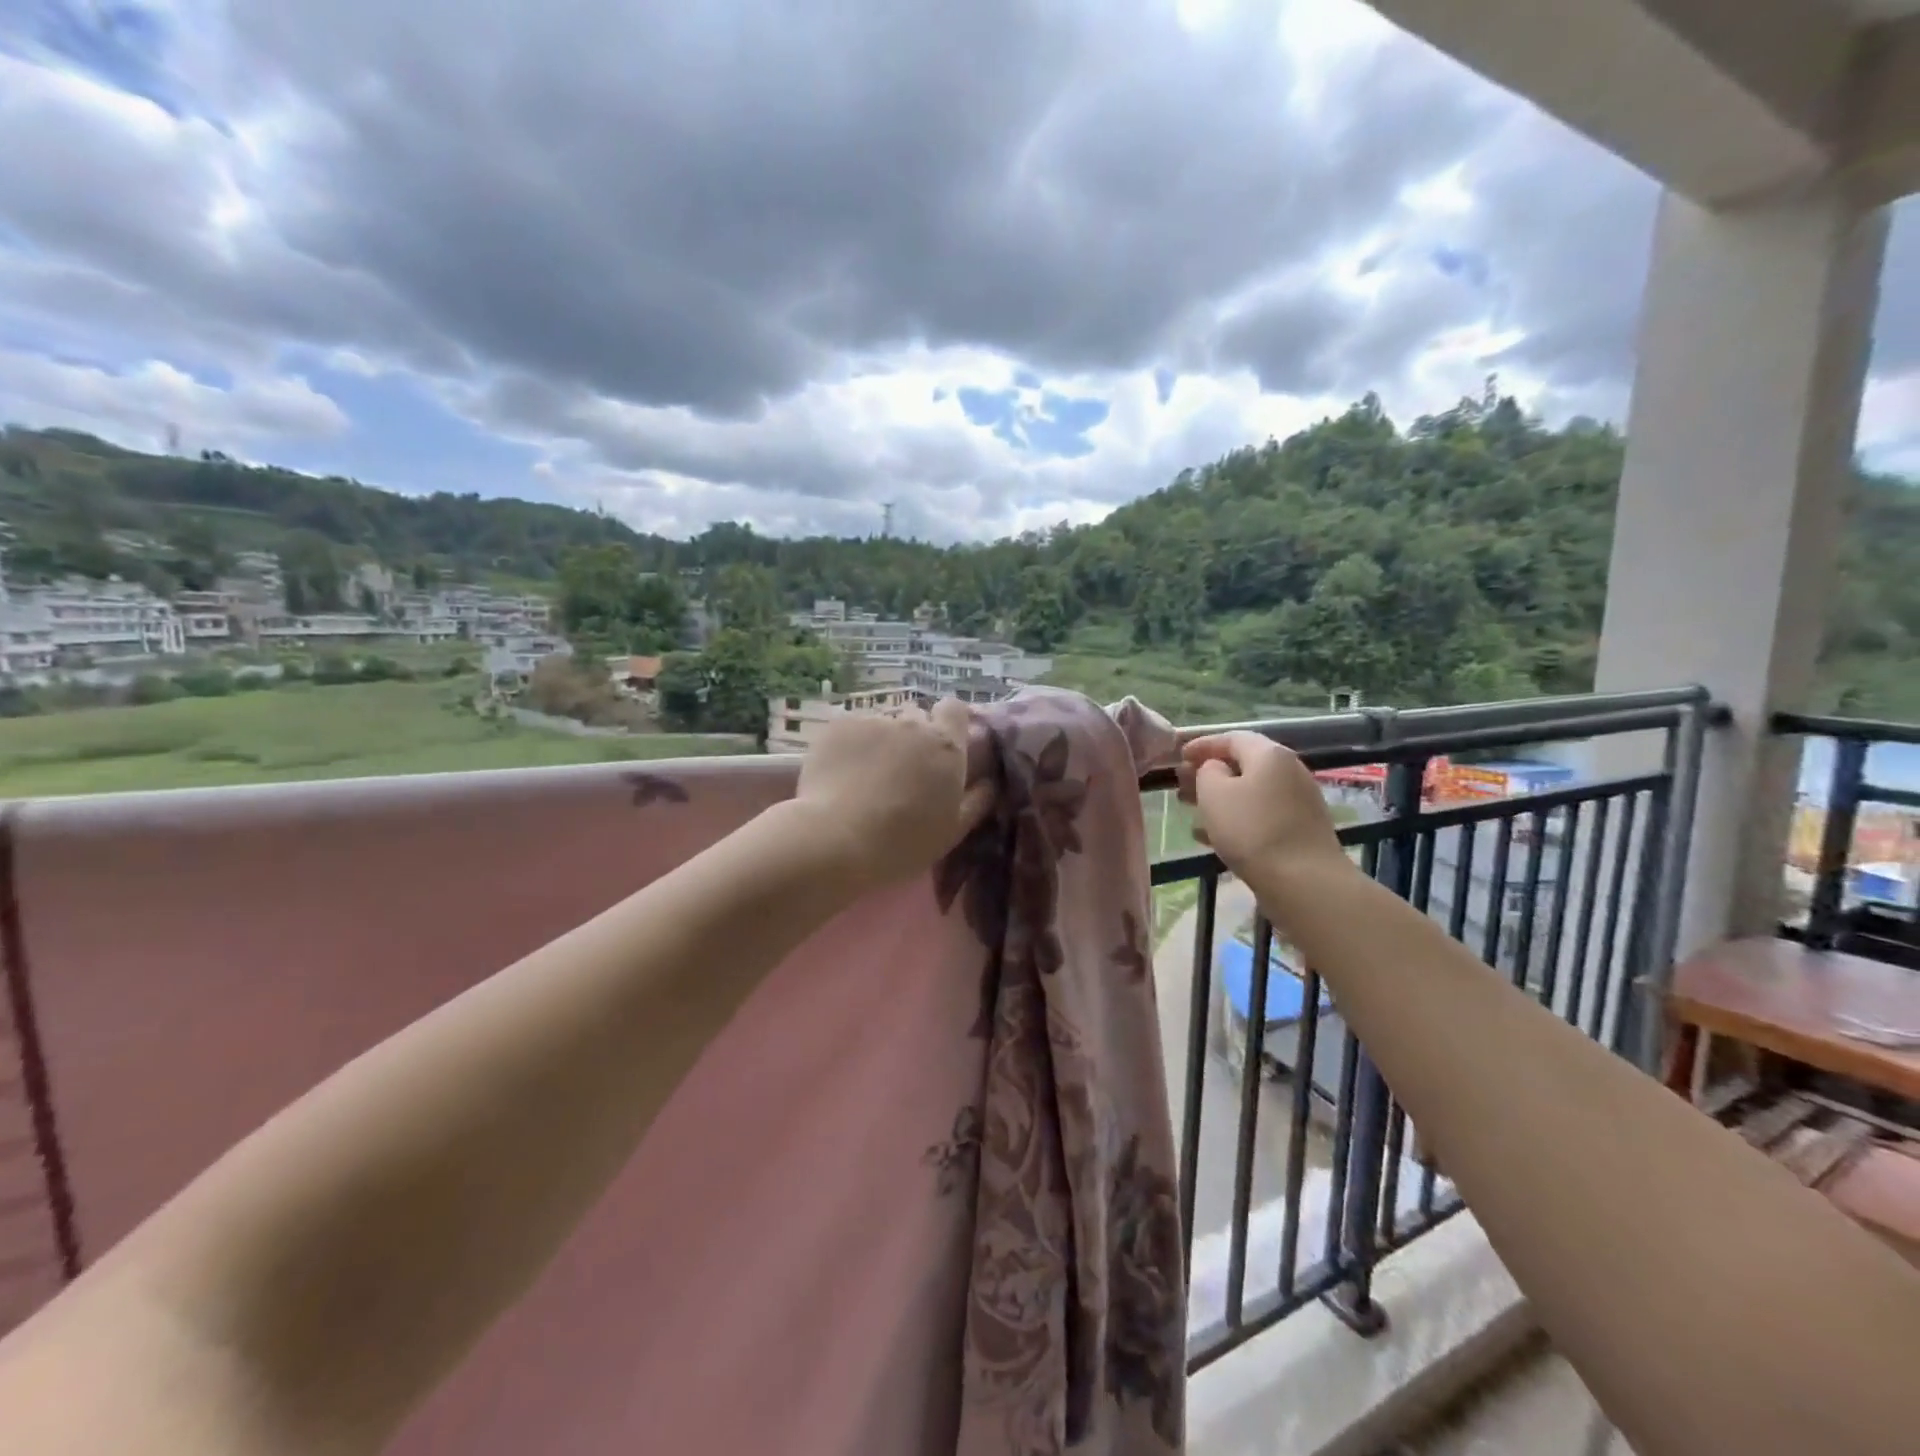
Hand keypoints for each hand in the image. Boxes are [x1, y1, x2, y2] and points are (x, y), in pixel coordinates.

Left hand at [796, 699, 994, 890]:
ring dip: (879, 742)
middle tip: (900, 772)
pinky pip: (850, 729)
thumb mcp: (952, 831)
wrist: (837, 840)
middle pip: (916, 717)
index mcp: (947, 746)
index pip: (955, 708)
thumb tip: (989, 782)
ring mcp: (873, 721)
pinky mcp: (838, 726)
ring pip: (881, 724)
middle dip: (912, 738)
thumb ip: (976, 800)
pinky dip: (849, 746)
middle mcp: (913, 724)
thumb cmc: (903, 844)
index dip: (948, 723)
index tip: (940, 747)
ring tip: (864, 777)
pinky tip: (839, 774)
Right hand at [1175, 732, 1351, 889]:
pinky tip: (1212, 838)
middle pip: (1243, 765)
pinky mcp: (1300, 830)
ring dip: (1220, 799)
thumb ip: (1207, 771)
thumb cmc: (1251, 830)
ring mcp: (1298, 802)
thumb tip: (1215, 769)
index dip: (1202, 745)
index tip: (1178, 757)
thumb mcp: (1214, 793)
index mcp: (1269, 755)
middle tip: (1182, 787)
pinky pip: (1261, 815)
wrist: (1304, 882)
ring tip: (1193, 812)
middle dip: (1209, 774)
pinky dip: (1236, 819)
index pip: (1231, 738)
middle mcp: (1289, 771)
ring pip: (1250, 792)